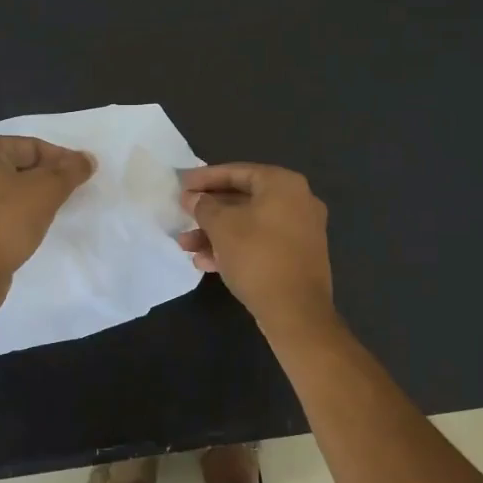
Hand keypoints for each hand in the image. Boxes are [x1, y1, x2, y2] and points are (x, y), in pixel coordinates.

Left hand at [0, 136, 94, 293]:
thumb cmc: (6, 223)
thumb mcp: (46, 192)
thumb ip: (70, 171)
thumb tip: (87, 159)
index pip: (32, 145)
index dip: (61, 159)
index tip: (82, 176)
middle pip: (20, 165)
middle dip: (48, 177)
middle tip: (71, 192)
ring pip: (10, 188)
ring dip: (34, 196)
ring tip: (55, 209)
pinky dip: (18, 212)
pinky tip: (33, 226)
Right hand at [178, 163, 334, 335]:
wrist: (296, 311)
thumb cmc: (257, 256)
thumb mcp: (222, 227)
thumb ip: (203, 206)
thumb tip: (193, 197)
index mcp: (283, 184)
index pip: (237, 172)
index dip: (205, 178)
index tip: (181, 185)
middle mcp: (298, 201)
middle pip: (243, 199)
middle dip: (208, 211)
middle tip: (183, 215)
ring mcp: (301, 230)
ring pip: (249, 224)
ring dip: (216, 234)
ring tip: (186, 247)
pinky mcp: (298, 256)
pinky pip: (260, 243)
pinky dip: (235, 248)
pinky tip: (206, 263)